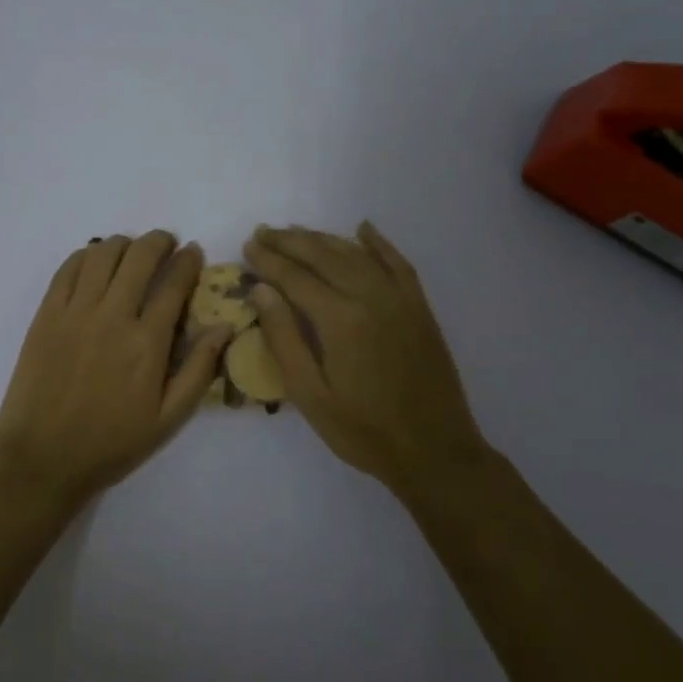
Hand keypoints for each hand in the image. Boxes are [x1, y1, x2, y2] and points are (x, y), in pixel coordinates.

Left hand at [0, 232, 230, 509]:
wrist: (42, 458)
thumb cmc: (110, 444)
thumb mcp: (168, 419)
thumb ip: (199, 370)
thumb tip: (224, 327)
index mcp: (147, 342)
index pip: (174, 283)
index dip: (188, 261)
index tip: (194, 253)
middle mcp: (113, 315)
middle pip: (140, 256)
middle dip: (159, 241)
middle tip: (167, 243)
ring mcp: (75, 311)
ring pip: (103, 254)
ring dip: (124, 243)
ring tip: (132, 250)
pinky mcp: (46, 314)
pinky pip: (68, 268)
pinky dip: (87, 255)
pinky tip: (96, 260)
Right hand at [244, 222, 488, 492]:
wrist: (435, 452)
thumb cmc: (363, 431)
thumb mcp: (310, 395)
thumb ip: (284, 338)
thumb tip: (261, 290)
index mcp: (340, 319)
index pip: (295, 277)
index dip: (269, 260)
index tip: (248, 246)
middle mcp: (371, 297)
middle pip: (323, 256)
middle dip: (290, 241)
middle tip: (263, 232)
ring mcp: (400, 299)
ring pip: (356, 254)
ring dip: (323, 238)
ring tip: (296, 231)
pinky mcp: (420, 307)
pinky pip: (397, 263)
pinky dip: (378, 243)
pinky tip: (363, 229)